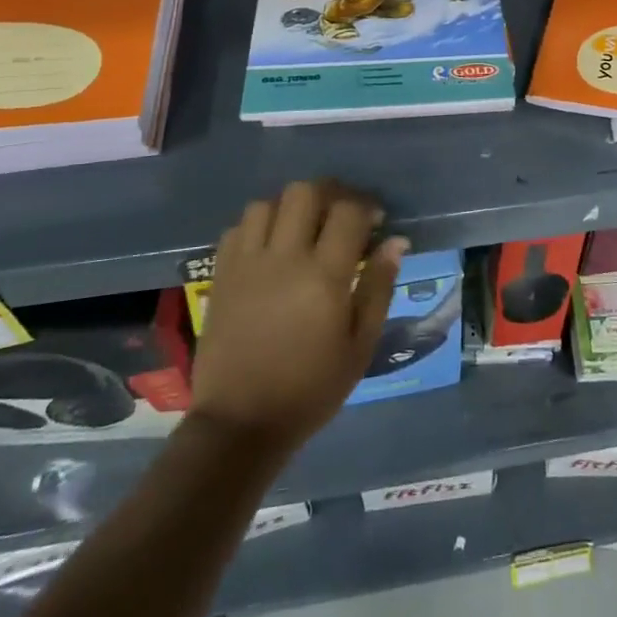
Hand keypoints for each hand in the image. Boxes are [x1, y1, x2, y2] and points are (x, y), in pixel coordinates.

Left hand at [189, 181, 406, 454]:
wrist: (241, 424)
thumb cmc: (311, 389)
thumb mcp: (360, 345)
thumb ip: (379, 287)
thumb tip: (396, 242)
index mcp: (324, 276)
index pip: (348, 212)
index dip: (367, 206)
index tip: (376, 221)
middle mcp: (284, 258)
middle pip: (305, 192)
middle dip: (330, 194)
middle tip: (341, 215)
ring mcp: (247, 263)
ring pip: (268, 203)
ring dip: (291, 207)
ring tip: (303, 228)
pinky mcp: (221, 275)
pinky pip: (238, 227)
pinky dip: (258, 226)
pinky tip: (270, 247)